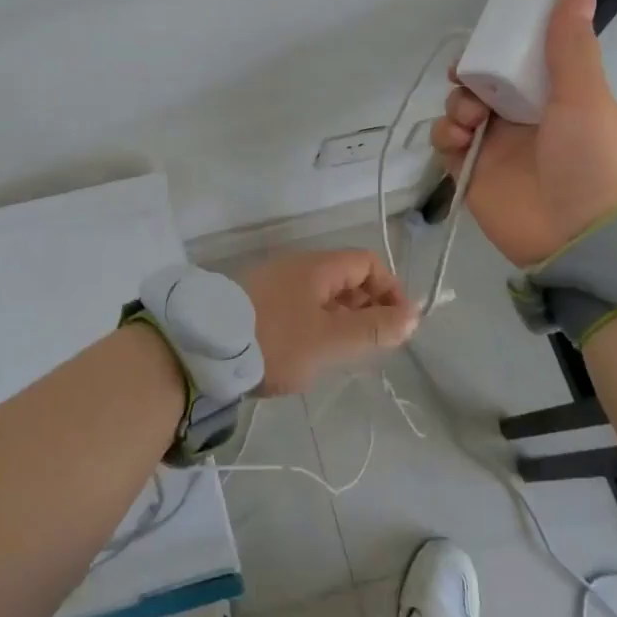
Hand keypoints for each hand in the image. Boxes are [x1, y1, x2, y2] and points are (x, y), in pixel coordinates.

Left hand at [237, 249, 418, 394]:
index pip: (367, 262)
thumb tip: (413, 315)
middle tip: (371, 345)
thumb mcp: (330, 340)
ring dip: (340, 319)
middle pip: (345, 277)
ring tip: (341, 354)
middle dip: (366, 307)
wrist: (204, 349)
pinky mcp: (255, 303)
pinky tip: (308, 353)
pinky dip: (314, 324)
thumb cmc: (275, 341)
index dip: (390, 290)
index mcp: (317, 267)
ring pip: (321, 295)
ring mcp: (272, 283)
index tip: (397, 326)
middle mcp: (295, 267)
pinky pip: (298, 306)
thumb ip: (373, 328)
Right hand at [431, 0, 616, 266]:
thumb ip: (571, 48)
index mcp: (555, 97)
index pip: (518, 61)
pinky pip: (446, 145)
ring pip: (459, 110)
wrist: (581, 241)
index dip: (498, 48)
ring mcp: (495, 147)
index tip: (486, 40)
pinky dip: (445, 137)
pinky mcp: (471, 174)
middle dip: (469, 76)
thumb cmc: (592, 163)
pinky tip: (461, 142)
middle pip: (482, 83)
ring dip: (457, 106)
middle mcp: (522, 119)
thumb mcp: (586, 99)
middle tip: (468, 80)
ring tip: (471, 121)